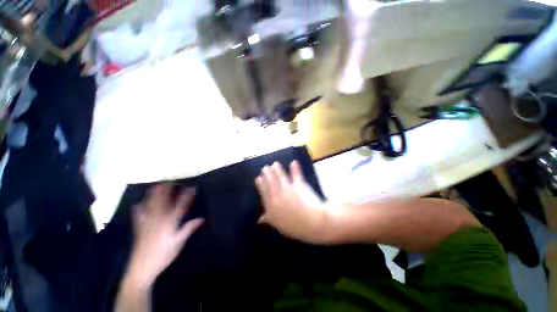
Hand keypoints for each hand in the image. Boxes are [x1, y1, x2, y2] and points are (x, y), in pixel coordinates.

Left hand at [128, 185, 203, 287]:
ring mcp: (147, 223)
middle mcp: (158, 220)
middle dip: (166, 190)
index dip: (186, 196)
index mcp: (169, 223)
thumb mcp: (178, 242)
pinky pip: (139, 216)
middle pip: (163, 202)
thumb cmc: (163, 255)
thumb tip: (201, 218)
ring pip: (150, 205)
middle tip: (169, 180)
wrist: (142, 269)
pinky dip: (139, 209)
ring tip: (155, 186)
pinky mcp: (140, 229)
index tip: (191, 187)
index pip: (180, 206)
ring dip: (153, 195)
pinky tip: (137, 204)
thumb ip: (189, 229)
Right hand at [255, 161, 330, 243]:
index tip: (259, 177)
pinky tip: (294, 162)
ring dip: (278, 169)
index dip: (261, 184)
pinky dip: (295, 168)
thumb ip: (270, 219)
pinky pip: (296, 175)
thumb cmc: (296, 227)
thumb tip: (260, 219)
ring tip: (275, 163)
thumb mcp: (280, 225)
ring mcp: (289, 188)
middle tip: (265, 167)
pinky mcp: (299, 185)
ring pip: (281, 176)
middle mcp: (278, 195)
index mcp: (272, 205)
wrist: (313, 223)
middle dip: (268, 173)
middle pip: (271, 182)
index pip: (264, 192)